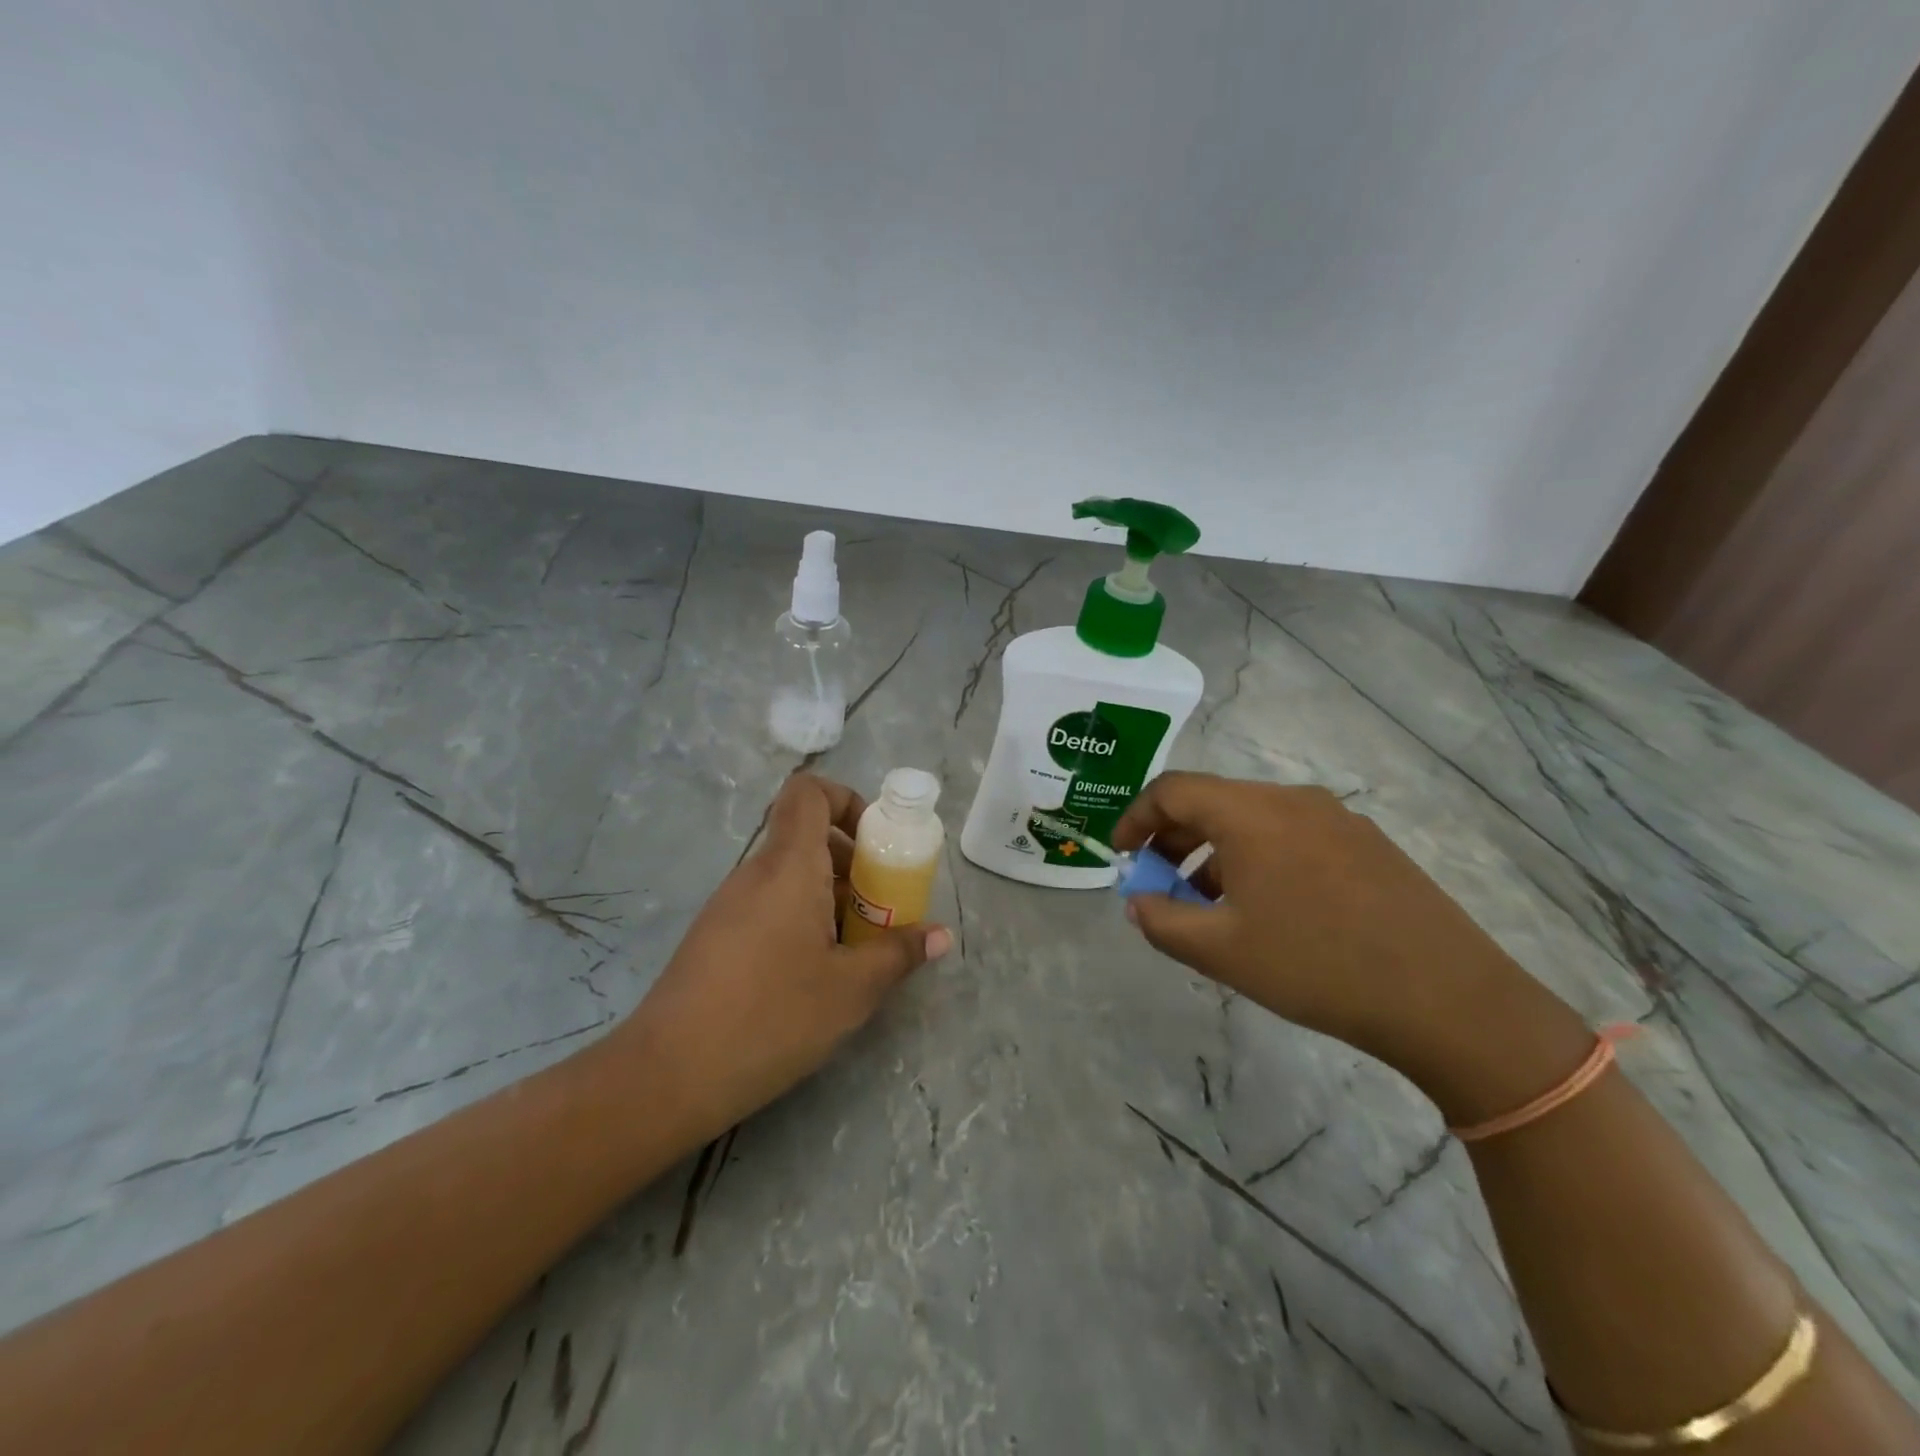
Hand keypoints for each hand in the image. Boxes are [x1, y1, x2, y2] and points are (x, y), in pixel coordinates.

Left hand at [612, 773, 950, 1141]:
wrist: (667, 1076)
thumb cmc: (771, 1017)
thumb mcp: (851, 990)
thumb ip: (898, 953)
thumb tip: (940, 936)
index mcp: (788, 867)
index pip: (808, 792)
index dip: (847, 800)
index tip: (875, 844)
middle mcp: (755, 873)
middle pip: (807, 837)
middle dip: (853, 863)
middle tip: (881, 908)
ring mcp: (729, 905)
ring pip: (790, 877)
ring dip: (830, 897)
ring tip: (855, 949)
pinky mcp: (716, 937)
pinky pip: (769, 905)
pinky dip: (801, 920)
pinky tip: (815, 974)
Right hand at [1112, 772, 1588, 1119]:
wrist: (1448, 998)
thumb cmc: (1317, 966)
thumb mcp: (1221, 951)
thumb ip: (1162, 921)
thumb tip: (1137, 902)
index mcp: (1250, 813)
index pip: (1172, 790)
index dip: (1135, 818)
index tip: (1121, 855)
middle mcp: (1291, 799)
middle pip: (1213, 801)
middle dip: (1173, 839)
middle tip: (1159, 883)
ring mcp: (1336, 818)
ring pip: (1253, 820)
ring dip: (1216, 852)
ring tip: (1210, 905)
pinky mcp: (1367, 843)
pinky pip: (1291, 835)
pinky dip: (1258, 858)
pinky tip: (1267, 909)